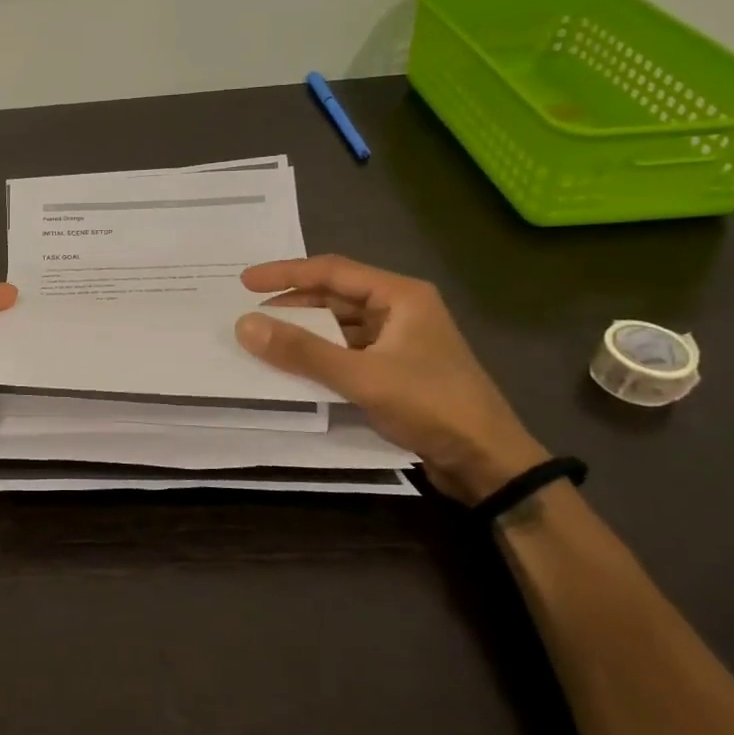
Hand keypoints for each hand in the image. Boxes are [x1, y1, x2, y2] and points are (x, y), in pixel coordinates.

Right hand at [233, 256, 547, 503]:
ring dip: (305, 333)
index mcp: (400, 296)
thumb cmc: (432, 406)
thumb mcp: (362, 377)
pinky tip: (295, 368)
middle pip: (335, 297)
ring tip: (265, 341)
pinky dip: (320, 356)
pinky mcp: (396, 370)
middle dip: (292, 305)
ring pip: (340, 327)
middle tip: (250, 316)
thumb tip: (245, 325)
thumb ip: (303, 351)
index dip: (286, 274)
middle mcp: (400, 310)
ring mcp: (399, 341)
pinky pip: (347, 352)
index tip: (245, 283)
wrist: (488, 463)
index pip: (332, 271)